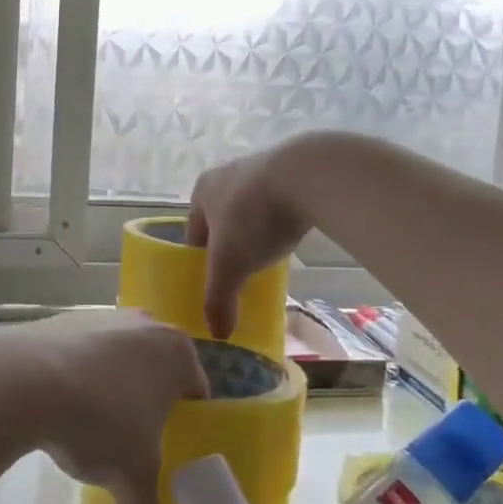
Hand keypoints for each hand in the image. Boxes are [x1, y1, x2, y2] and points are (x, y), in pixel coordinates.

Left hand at [0, 310, 206, 503]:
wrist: (28, 381)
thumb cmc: (101, 422)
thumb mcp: (131, 476)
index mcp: (175, 352)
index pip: (195, 388)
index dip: (186, 419)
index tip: (170, 445)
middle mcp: (143, 324)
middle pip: (154, 366)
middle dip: (146, 398)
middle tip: (132, 437)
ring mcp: (100, 316)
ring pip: (115, 356)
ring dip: (108, 384)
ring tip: (89, 423)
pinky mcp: (61, 319)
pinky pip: (79, 352)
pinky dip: (74, 373)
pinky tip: (58, 403)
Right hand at [187, 136, 324, 339]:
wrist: (308, 176)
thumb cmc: (253, 218)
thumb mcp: (230, 266)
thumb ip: (219, 300)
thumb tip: (217, 334)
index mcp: (201, 191)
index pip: (194, 233)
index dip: (202, 260)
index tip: (216, 282)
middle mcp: (225, 175)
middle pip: (223, 221)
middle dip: (231, 246)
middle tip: (243, 274)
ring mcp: (260, 169)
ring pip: (251, 211)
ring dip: (257, 233)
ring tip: (269, 261)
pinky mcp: (292, 170)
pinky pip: (278, 204)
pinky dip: (281, 222)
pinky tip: (291, 240)